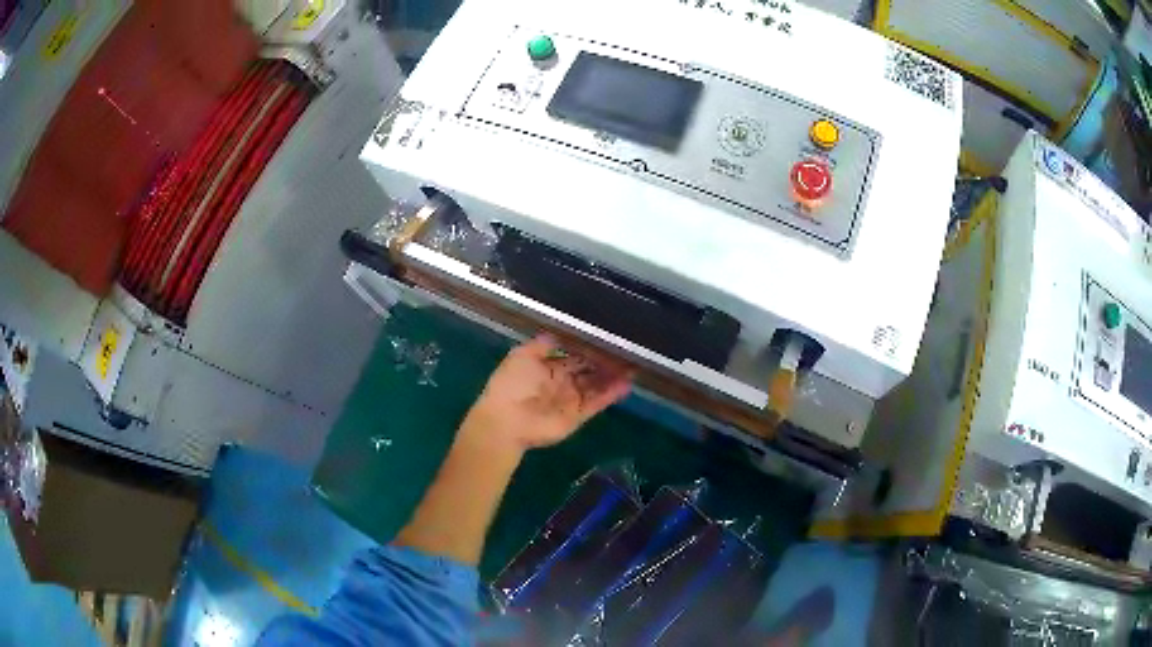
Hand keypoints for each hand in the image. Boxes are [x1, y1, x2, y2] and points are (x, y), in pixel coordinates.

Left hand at [460, 335, 632, 453]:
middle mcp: (561, 382)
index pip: (574, 356)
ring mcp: (570, 400)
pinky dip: (611, 394)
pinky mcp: (578, 416)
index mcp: (547, 367)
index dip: (590, 348)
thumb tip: (558, 333)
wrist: (507, 421)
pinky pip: (597, 403)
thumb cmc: (512, 385)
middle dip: (606, 363)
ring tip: (633, 367)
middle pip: (588, 371)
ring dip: (612, 377)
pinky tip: (626, 384)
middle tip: (627, 352)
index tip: (608, 339)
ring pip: (596, 386)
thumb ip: (542, 344)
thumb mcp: (522, 356)